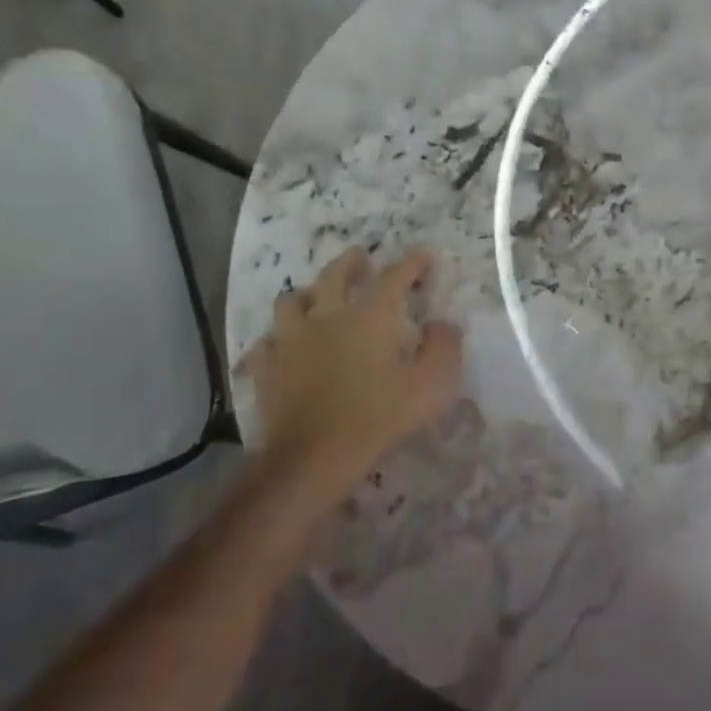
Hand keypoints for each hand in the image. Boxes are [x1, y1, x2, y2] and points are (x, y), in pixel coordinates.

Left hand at [237, 245, 463, 494]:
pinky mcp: (267, 368)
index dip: (412, 263)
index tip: (424, 255)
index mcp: (372, 316)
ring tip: (316, 296)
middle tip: (360, 258)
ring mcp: (291, 340)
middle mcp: (328, 317)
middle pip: (335, 276)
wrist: (315, 455)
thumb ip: (444, 347)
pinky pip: (266, 342)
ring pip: (292, 301)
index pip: (395, 277)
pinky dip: (277, 338)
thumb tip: (442, 323)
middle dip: (350, 263)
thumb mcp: (434, 383)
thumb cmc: (382, 416)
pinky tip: (282, 344)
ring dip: (308, 293)